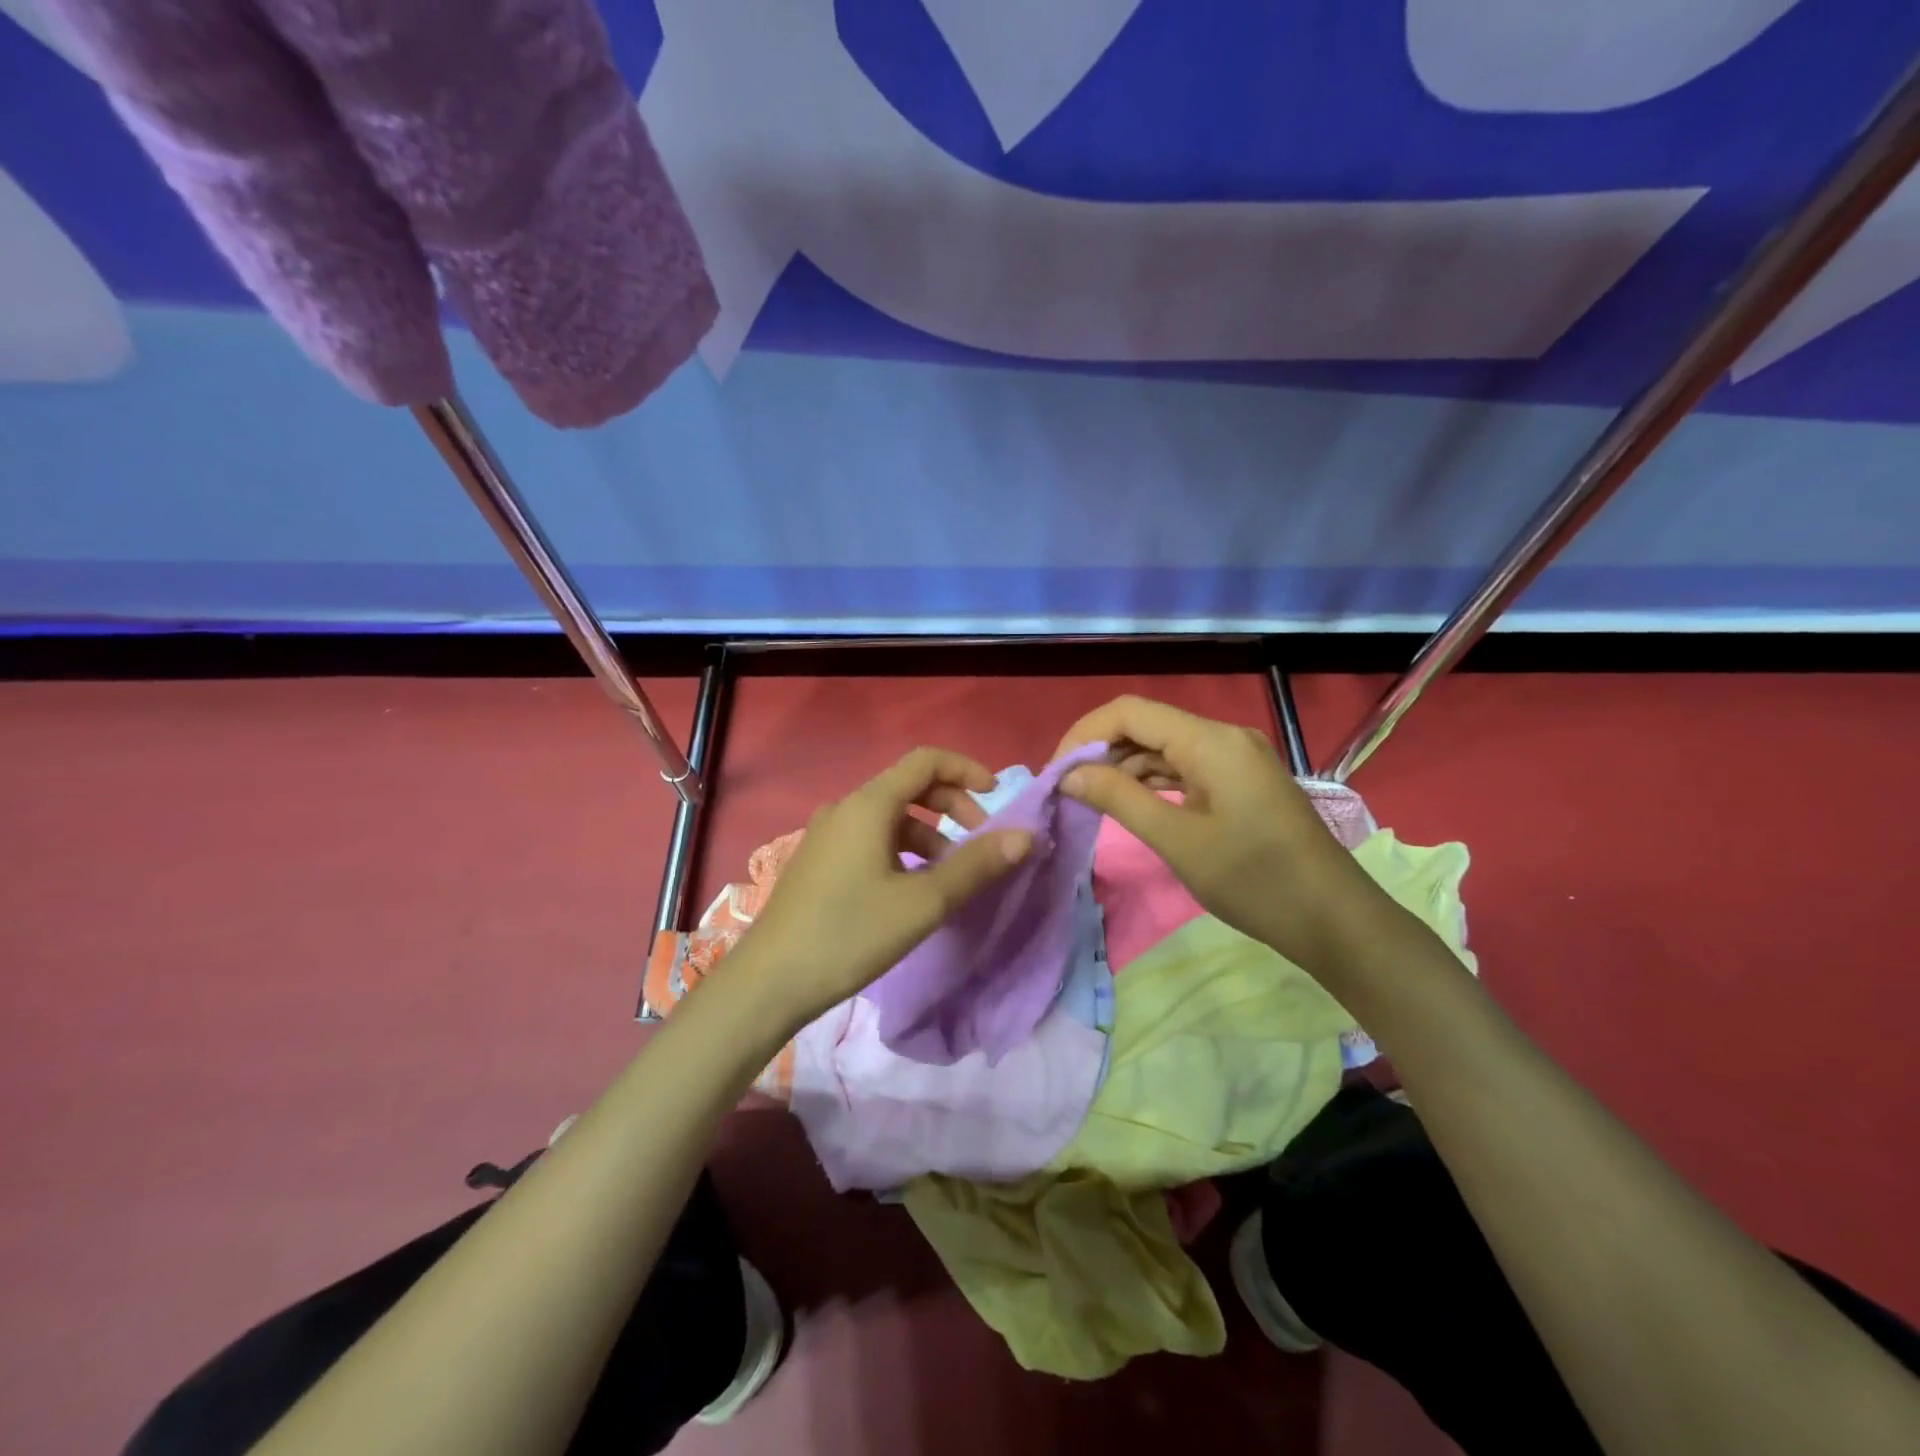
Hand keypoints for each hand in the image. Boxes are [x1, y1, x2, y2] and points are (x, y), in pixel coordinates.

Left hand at [732, 747, 1032, 1027]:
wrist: (769, 982)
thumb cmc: (849, 934)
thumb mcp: (922, 903)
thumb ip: (975, 866)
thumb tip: (1025, 836)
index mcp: (868, 805)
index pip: (925, 761)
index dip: (966, 770)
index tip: (997, 797)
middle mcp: (845, 809)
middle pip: (908, 786)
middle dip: (952, 805)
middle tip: (980, 839)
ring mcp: (827, 835)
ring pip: (890, 817)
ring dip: (928, 834)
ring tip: (950, 874)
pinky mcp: (818, 862)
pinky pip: (870, 839)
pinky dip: (902, 850)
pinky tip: (911, 888)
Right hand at [1053, 696, 1381, 971]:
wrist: (1335, 920)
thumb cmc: (1255, 881)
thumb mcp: (1178, 841)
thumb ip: (1119, 799)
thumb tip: (1069, 776)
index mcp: (1211, 741)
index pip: (1129, 712)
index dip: (1084, 734)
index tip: (1056, 773)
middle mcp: (1223, 737)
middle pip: (1146, 726)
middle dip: (1101, 752)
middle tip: (1067, 791)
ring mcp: (1236, 758)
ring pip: (1164, 748)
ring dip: (1124, 769)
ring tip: (1089, 800)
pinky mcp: (1241, 781)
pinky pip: (1185, 767)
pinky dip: (1152, 782)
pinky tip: (1129, 804)